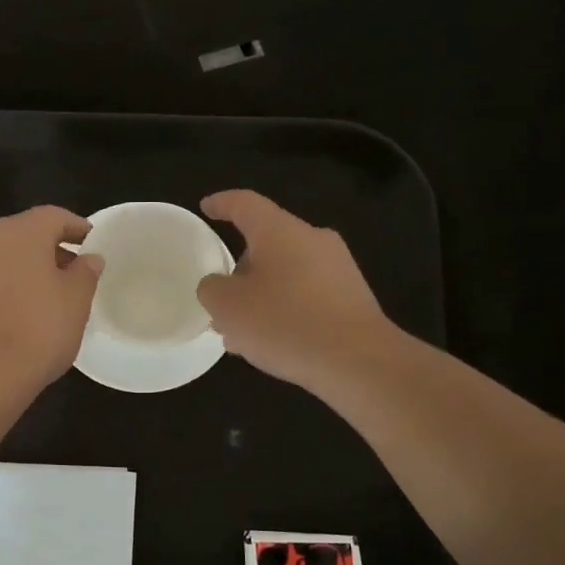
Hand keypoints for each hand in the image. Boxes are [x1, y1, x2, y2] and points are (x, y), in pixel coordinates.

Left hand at [0, 206, 103, 388]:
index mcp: (21, 232)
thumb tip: (89, 258)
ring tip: (50, 294)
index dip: (76, 227)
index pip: (53, 216)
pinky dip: (8, 284)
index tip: (91, 241)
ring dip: (27, 267)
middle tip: (74, 270)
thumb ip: (85, 273)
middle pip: (25, 234)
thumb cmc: (38, 329)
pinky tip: (23, 309)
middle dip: (50, 247)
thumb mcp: (76, 301)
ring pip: (4, 256)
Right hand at [196, 190, 394, 390]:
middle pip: (266, 244)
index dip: (222, 203)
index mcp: (280, 231)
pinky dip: (284, 310)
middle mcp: (312, 240)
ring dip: (260, 297)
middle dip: (240, 271)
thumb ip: (212, 288)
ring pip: (285, 274)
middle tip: (220, 301)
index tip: (205, 207)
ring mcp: (338, 268)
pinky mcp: (352, 298)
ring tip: (240, 333)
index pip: (245, 204)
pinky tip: (272, 343)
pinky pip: (307, 295)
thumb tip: (219, 285)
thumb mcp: (227, 307)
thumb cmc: (284, 323)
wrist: (358, 361)